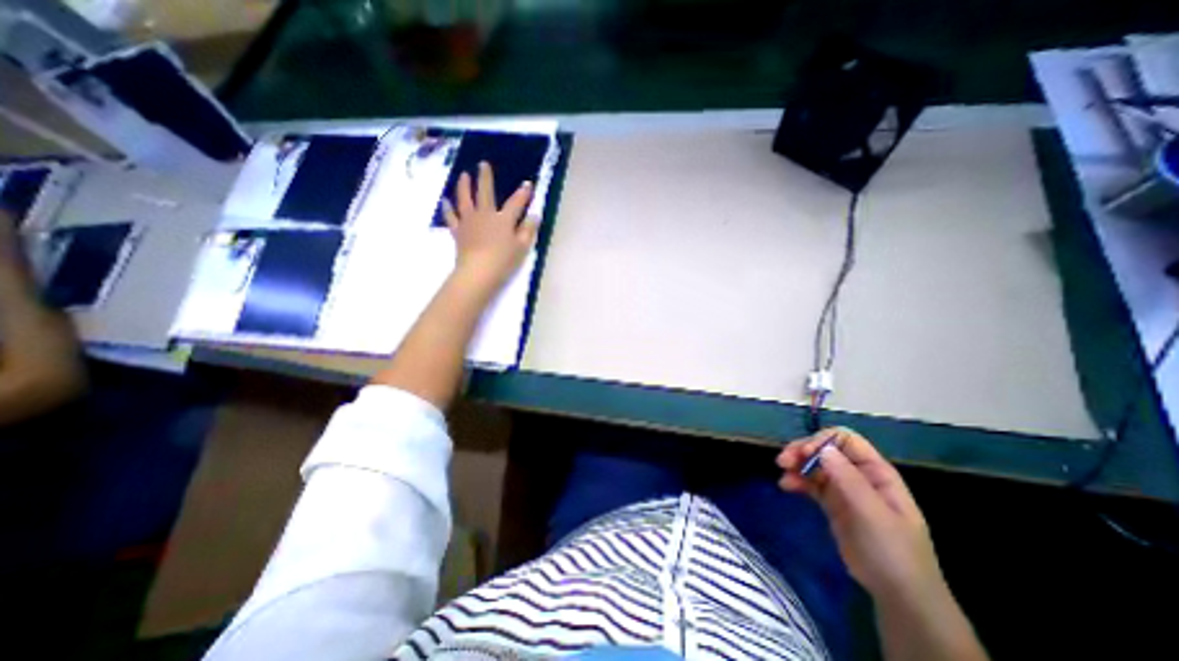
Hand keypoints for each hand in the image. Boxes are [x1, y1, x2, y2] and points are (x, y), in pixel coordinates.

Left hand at [441, 160, 538, 293]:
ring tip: (463, 175)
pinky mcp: (459, 231)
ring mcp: (469, 221)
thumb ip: (528, 230)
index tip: (527, 184)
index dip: (523, 193)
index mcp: (503, 219)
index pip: (515, 203)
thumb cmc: (504, 260)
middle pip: (485, 192)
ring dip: (464, 186)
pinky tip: (446, 201)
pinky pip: (452, 217)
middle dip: (485, 178)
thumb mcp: (522, 247)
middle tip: (483, 164)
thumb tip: (534, 215)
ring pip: (465, 199)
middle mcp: (485, 215)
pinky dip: (448, 209)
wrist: (478, 271)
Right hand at [775, 428, 944, 603]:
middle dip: (802, 451)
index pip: (846, 440)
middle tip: (782, 461)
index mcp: (876, 472)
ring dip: (796, 465)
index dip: (822, 441)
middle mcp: (858, 475)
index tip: (805, 454)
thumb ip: (848, 479)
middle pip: (825, 450)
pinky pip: (810, 484)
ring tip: (782, 474)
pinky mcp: (832, 504)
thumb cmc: (893, 551)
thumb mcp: (873, 514)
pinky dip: (796, 481)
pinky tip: (785, 486)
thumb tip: (822, 448)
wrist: (898, 596)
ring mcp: (844, 489)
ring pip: (814, 465)